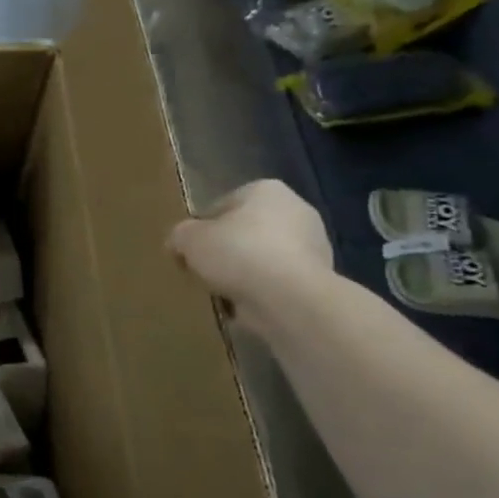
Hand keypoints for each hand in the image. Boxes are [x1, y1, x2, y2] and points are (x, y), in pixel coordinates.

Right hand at [167, 179, 332, 337]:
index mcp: (266, 190)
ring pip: (262, 259)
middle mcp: (296, 211)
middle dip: (226, 252)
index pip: (222, 206)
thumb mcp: (189, 239)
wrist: (290, 299)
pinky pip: (277, 284)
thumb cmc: (238, 253)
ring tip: (222, 294)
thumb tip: (179, 243)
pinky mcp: (319, 280)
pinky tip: (245, 307)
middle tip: (203, 272)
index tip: (189, 252)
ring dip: (244, 275)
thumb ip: (180, 235)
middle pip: (245, 232)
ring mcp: (313, 246)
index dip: (201, 229)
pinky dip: (261, 294)